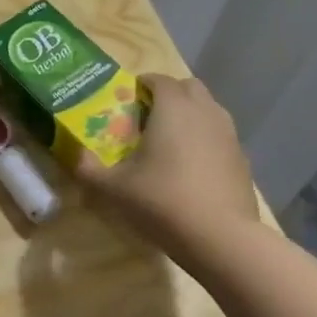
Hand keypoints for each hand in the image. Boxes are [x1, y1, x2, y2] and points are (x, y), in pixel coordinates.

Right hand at [78, 74, 259, 265]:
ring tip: (169, 142)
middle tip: (147, 118)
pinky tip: (191, 168)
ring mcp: (229, 134)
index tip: (126, 100)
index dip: (141, 84)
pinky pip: (219, 135)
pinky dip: (205, 140)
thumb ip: (88, 168)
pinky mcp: (242, 158)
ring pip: (208, 109)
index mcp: (173, 108)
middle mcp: (205, 111)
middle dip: (169, 94)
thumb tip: (75, 155)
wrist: (220, 237)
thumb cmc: (162, 201)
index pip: (158, 79)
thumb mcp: (114, 188)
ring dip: (189, 115)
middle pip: (188, 87)